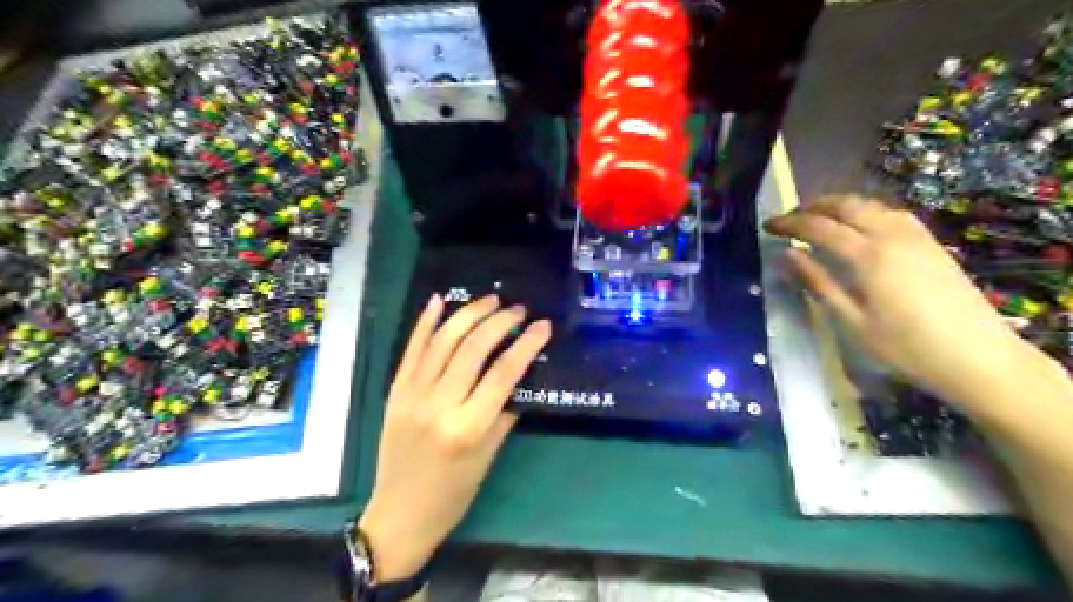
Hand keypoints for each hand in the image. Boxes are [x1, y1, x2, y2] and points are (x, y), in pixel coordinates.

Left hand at [358, 295, 547, 581]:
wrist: (401, 514)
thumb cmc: (454, 492)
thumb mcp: (489, 456)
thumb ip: (504, 411)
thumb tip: (519, 374)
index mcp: (468, 427)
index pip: (503, 373)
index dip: (526, 344)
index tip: (542, 325)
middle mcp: (438, 404)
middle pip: (473, 349)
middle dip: (499, 322)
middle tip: (518, 310)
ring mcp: (412, 394)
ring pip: (442, 341)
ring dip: (468, 314)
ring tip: (490, 300)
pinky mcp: (395, 391)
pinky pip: (411, 349)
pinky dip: (425, 322)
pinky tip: (439, 300)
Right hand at [762, 195, 1048, 411]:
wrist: (978, 357)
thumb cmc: (905, 346)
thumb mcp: (851, 321)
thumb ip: (817, 283)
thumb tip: (786, 255)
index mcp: (868, 256)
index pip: (819, 226)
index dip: (790, 223)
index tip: (767, 226)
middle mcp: (891, 236)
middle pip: (847, 205)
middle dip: (813, 206)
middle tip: (790, 219)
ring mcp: (916, 237)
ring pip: (871, 204)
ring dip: (839, 205)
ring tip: (818, 219)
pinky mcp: (931, 244)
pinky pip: (891, 213)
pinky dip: (866, 211)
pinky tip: (860, 227)